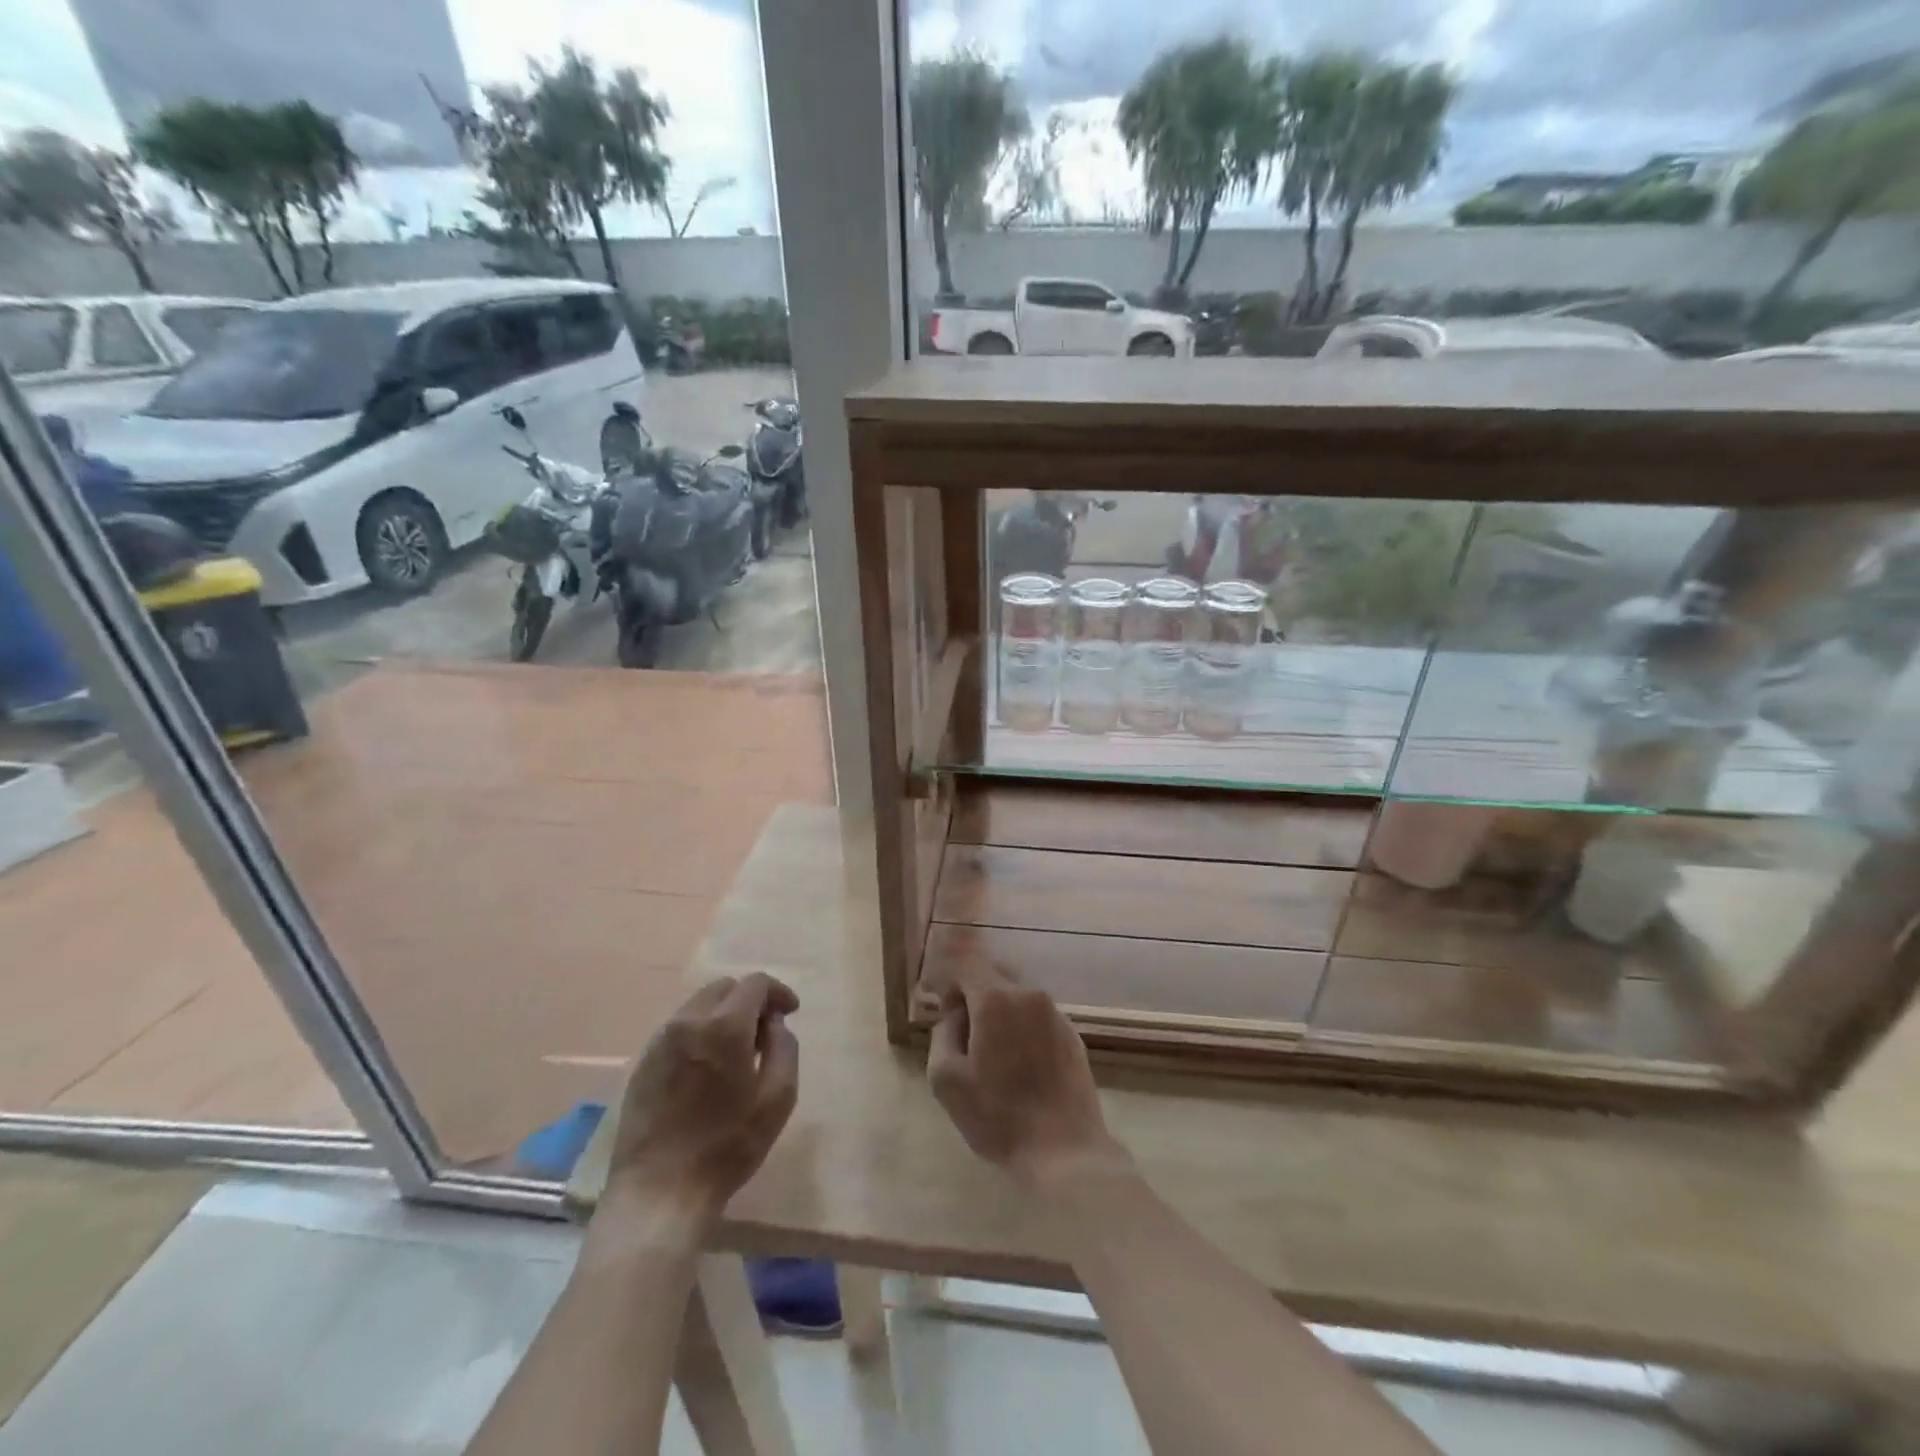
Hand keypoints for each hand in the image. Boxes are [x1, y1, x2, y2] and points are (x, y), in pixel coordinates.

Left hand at [604, 973, 799, 1221]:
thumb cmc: (727, 1146)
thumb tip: (773, 1024)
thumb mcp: (778, 1098)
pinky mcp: (642, 1062)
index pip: (755, 984)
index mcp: (723, 1026)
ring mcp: (660, 1041)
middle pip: (724, 988)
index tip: (791, 1012)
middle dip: (749, 1000)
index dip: (778, 992)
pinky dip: (700, 1032)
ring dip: (723, 1015)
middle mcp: (688, 1022)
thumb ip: (784, 1048)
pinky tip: (707, 1067)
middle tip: (765, 1031)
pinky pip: (678, 1029)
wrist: (659, 1192)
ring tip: (736, 1050)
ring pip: (698, 1006)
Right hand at [927, 964, 1125, 1192]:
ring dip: (1003, 1020)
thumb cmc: (998, 1116)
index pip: (968, 968)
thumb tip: (956, 1015)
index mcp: (996, 1000)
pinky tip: (1024, 1072)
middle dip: (977, 1004)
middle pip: (994, 983)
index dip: (953, 989)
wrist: (1064, 1151)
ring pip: (1018, 1002)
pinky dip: (1026, 1034)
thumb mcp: (946, 1079)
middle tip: (970, 1046)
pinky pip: (1039, 1021)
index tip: (949, 1020)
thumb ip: (943, 1033)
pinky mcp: (1074, 1036)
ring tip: (998, 1063)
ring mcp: (1057, 1014)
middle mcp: (1030, 995)